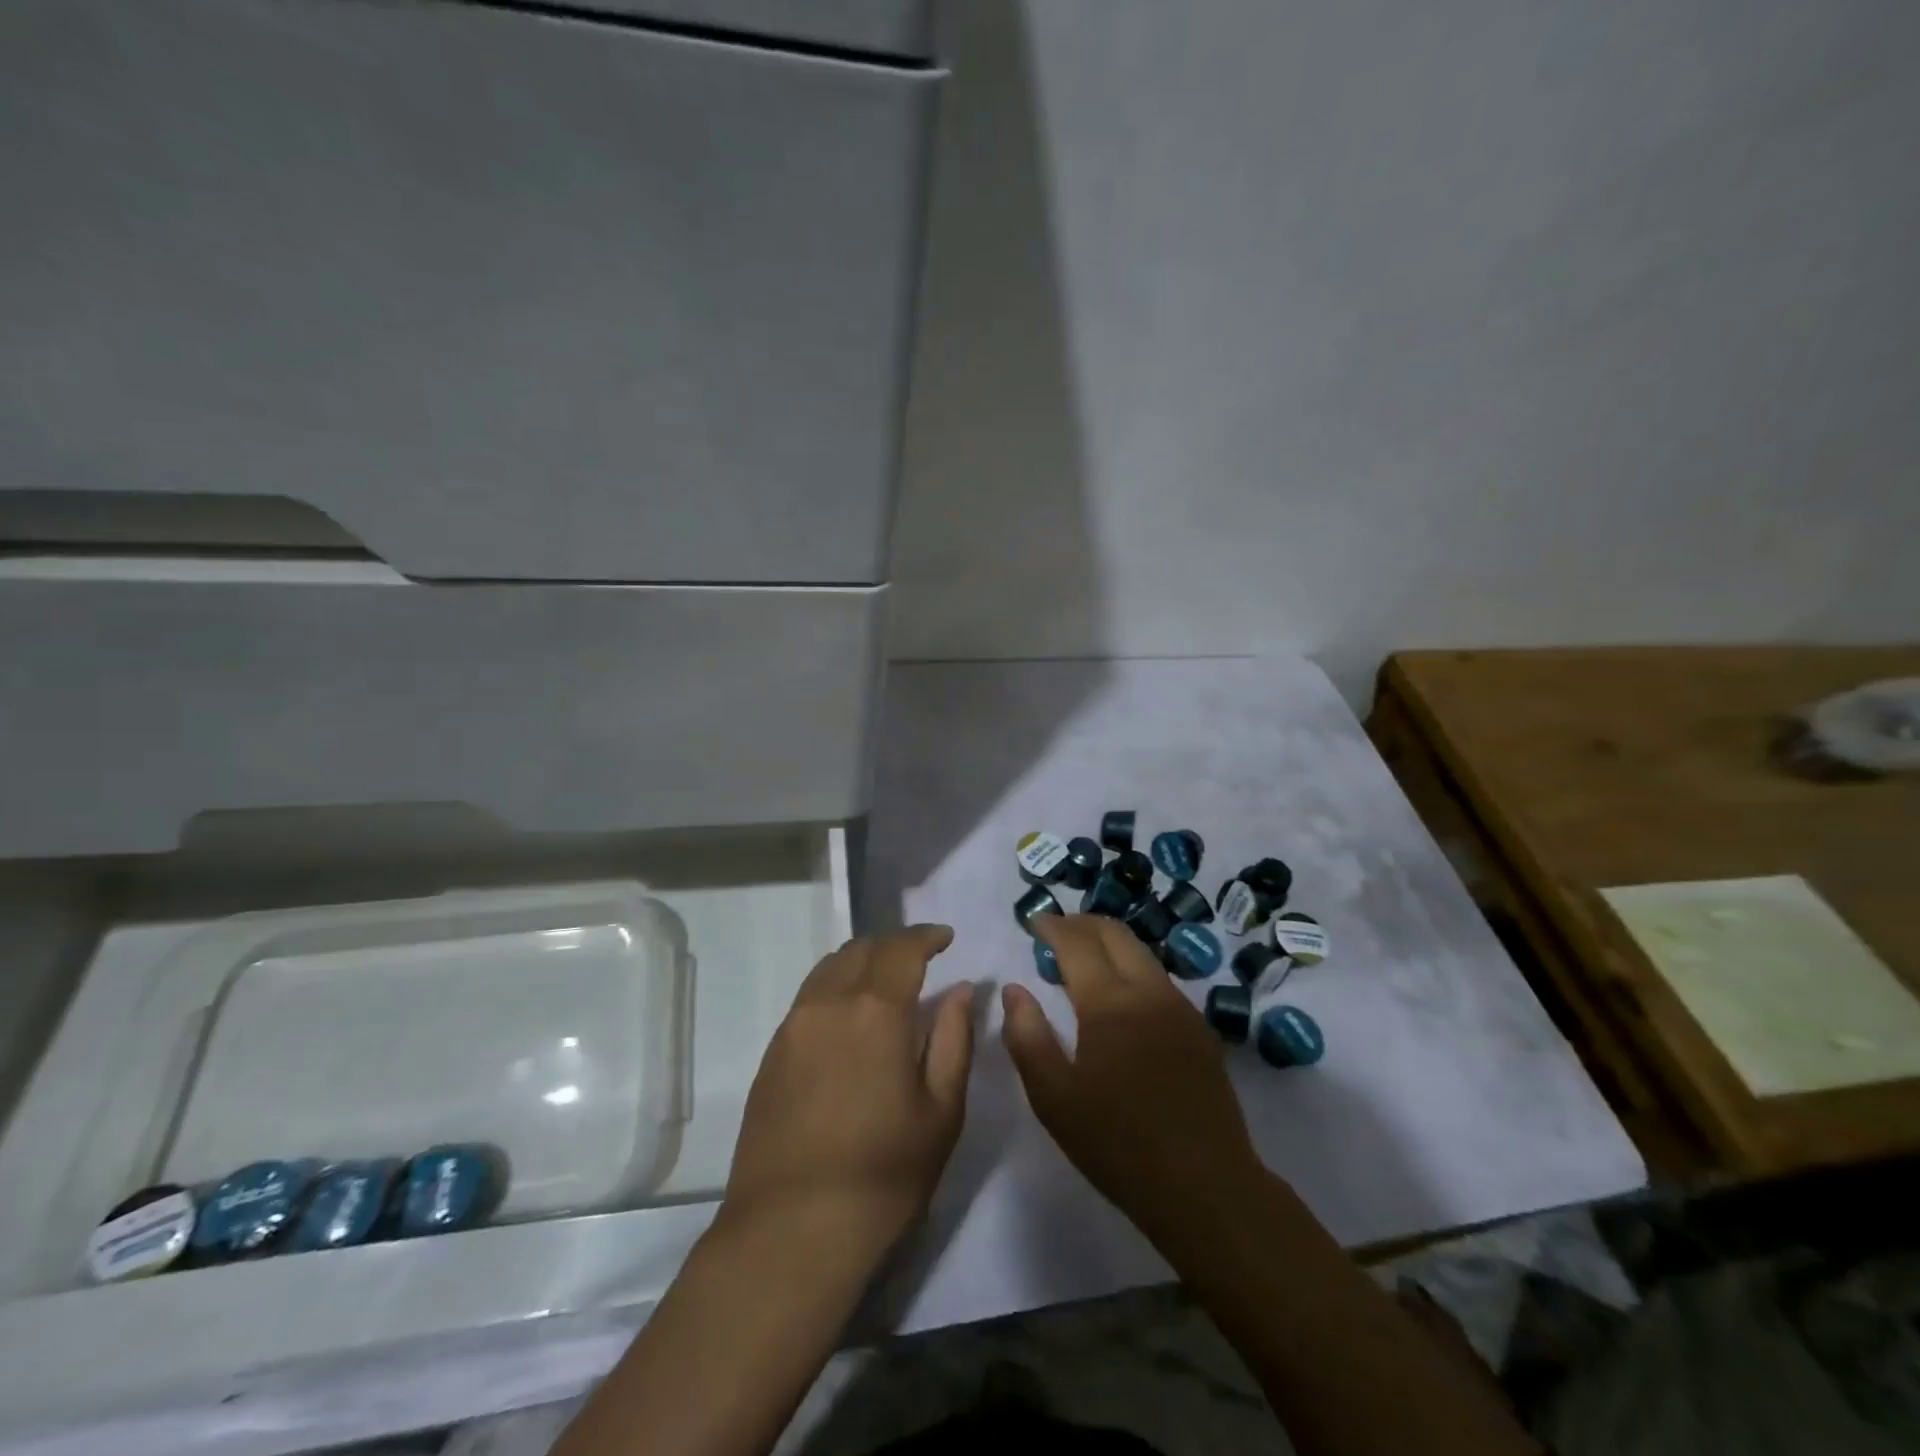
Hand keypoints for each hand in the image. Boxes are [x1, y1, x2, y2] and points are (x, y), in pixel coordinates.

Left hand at [723, 925, 974, 1256]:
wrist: (791, 1231)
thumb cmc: (883, 1173)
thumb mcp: (940, 1110)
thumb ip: (954, 1039)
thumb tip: (960, 991)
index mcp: (875, 1009)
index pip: (902, 948)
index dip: (927, 936)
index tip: (946, 938)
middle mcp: (829, 1002)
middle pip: (862, 948)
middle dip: (895, 944)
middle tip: (920, 959)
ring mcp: (793, 1025)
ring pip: (829, 968)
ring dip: (862, 960)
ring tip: (885, 982)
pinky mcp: (772, 1053)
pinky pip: (809, 997)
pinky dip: (835, 987)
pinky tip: (849, 1018)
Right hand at [1001, 915, 1262, 1248]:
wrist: (1206, 1187)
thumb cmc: (1118, 1144)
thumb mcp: (1054, 1098)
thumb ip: (1027, 1036)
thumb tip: (1014, 989)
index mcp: (1110, 1003)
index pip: (1077, 942)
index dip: (1053, 926)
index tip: (1034, 921)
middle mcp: (1149, 991)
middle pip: (1115, 933)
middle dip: (1082, 923)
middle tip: (1056, 932)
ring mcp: (1181, 1008)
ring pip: (1141, 953)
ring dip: (1109, 944)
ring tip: (1083, 961)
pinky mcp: (1200, 1029)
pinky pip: (1159, 980)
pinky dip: (1131, 969)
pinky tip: (1120, 998)